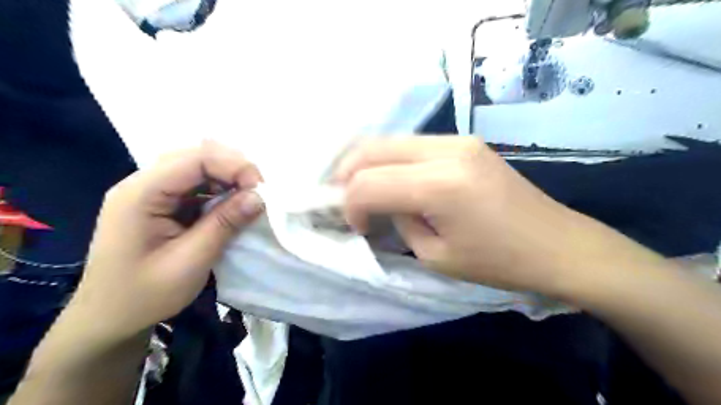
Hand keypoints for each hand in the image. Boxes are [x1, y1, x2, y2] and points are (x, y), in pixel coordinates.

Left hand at [68, 140, 262, 339]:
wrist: (109, 320)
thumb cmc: (145, 295)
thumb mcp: (191, 261)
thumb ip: (225, 224)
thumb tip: (260, 197)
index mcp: (140, 194)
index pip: (195, 159)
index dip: (234, 166)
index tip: (261, 190)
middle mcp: (142, 184)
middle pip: (195, 156)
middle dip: (233, 169)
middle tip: (258, 192)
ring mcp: (150, 192)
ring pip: (197, 168)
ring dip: (227, 179)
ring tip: (249, 198)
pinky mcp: (160, 203)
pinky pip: (194, 185)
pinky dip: (219, 191)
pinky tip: (231, 205)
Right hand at [335, 137, 622, 295]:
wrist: (557, 244)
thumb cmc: (498, 262)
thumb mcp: (435, 255)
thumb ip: (399, 220)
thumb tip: (380, 202)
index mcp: (440, 185)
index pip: (368, 182)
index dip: (350, 204)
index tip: (356, 226)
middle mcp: (447, 149)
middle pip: (372, 147)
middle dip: (347, 173)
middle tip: (342, 199)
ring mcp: (458, 139)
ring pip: (390, 140)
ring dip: (367, 163)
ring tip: (361, 189)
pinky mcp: (465, 141)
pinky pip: (412, 144)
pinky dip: (391, 160)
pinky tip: (391, 179)